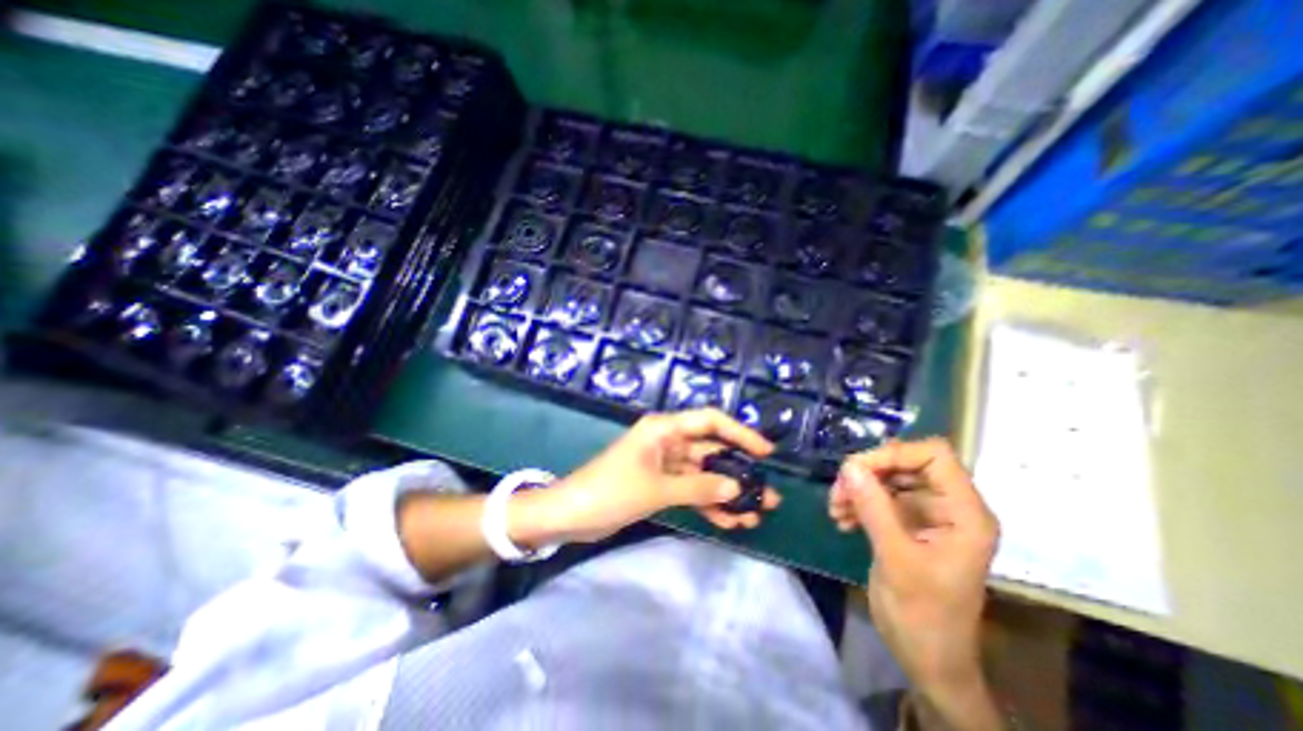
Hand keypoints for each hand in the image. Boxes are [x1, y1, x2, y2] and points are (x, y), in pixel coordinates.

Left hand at [522, 409, 777, 546]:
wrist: (570, 515)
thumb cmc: (610, 491)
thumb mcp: (657, 489)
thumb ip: (699, 487)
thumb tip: (738, 489)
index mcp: (664, 428)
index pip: (710, 421)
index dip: (740, 433)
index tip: (766, 453)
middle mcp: (667, 441)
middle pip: (711, 450)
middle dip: (738, 471)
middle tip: (767, 494)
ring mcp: (664, 464)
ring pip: (703, 474)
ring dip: (726, 493)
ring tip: (754, 515)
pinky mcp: (660, 484)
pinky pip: (691, 490)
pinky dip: (708, 504)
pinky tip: (729, 522)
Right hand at [828, 436, 1000, 726]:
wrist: (927, 660)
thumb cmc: (924, 616)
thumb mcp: (897, 560)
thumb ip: (874, 509)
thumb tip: (849, 466)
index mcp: (964, 513)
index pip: (935, 456)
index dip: (895, 454)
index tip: (858, 469)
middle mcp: (948, 507)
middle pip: (905, 464)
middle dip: (868, 473)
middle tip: (838, 490)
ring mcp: (926, 515)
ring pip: (887, 479)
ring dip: (857, 488)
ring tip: (835, 509)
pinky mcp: (906, 524)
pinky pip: (878, 497)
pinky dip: (857, 502)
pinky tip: (841, 519)